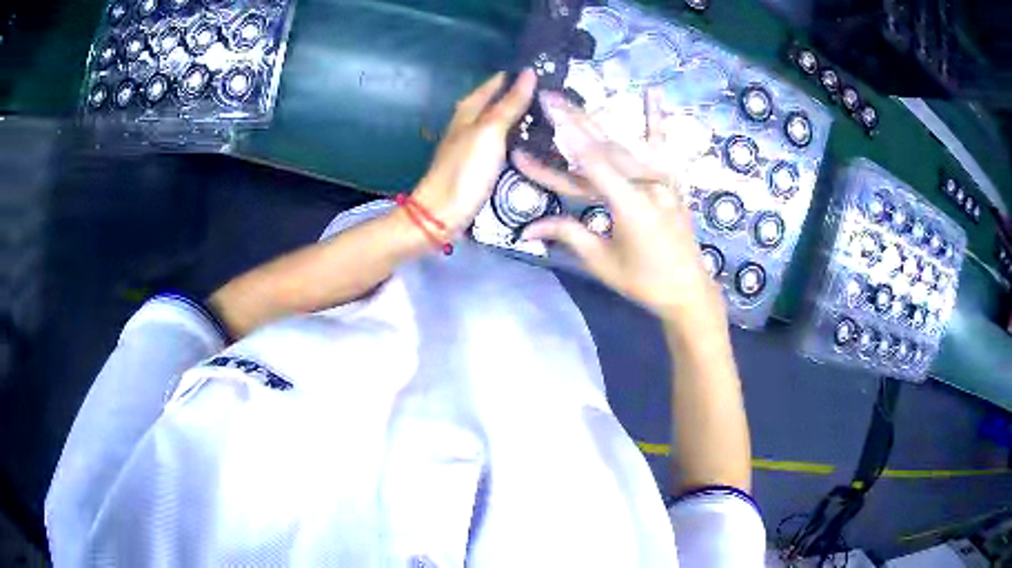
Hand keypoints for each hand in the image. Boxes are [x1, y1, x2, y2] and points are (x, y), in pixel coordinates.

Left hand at [411, 70, 537, 236]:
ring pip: (502, 123)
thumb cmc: (465, 169)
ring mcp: (476, 145)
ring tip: (552, 115)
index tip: (545, 70)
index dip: (516, 75)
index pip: (495, 84)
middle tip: (556, 93)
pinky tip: (535, 142)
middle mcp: (470, 124)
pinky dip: (519, 138)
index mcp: (469, 110)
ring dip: (523, 118)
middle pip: (498, 102)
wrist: (444, 212)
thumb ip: (509, 104)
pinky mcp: (482, 165)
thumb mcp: (490, 131)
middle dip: (523, 96)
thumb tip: (529, 73)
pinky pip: (505, 143)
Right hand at [515, 89, 724, 324]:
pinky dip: (657, 120)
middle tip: (549, 96)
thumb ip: (568, 234)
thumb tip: (527, 228)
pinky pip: (664, 147)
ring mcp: (664, 180)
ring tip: (576, 98)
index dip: (568, 133)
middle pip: (606, 146)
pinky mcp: (673, 181)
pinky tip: (653, 94)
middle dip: (575, 120)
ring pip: (626, 145)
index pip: (593, 161)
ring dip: (599, 120)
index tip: (548, 108)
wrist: (689, 290)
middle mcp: (649, 185)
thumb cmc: (643, 281)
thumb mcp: (602, 261)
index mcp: (630, 206)